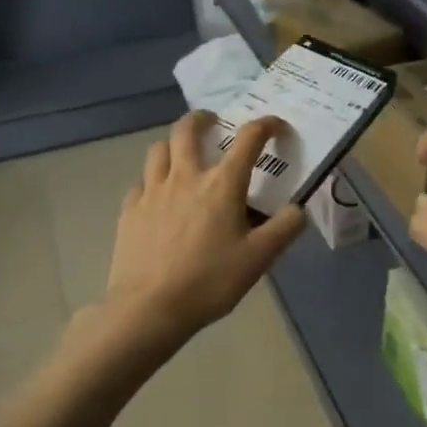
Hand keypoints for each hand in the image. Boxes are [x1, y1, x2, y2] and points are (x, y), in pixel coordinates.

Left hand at [101, 111, 305, 342]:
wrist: (149, 307)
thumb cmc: (210, 281)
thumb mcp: (259, 258)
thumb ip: (284, 228)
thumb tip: (297, 209)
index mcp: (221, 185)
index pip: (248, 140)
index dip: (266, 126)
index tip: (276, 127)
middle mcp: (185, 177)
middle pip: (187, 130)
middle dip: (202, 119)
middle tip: (213, 122)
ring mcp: (152, 192)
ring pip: (158, 150)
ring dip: (173, 145)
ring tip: (182, 155)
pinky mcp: (129, 210)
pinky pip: (140, 183)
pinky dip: (152, 180)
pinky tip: (157, 196)